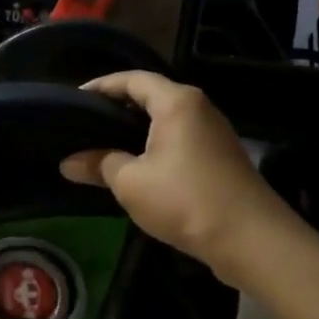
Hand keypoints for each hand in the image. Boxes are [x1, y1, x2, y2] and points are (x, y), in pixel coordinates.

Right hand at [60, 70, 291, 282]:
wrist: (250, 239)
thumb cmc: (185, 199)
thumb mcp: (130, 183)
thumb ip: (98, 165)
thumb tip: (68, 162)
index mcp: (177, 102)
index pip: (133, 79)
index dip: (101, 86)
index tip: (74, 99)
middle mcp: (198, 108)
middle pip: (151, 96)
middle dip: (117, 108)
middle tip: (84, 124)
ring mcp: (213, 133)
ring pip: (166, 121)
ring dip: (135, 130)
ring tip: (103, 146)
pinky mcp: (220, 158)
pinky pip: (179, 140)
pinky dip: (154, 146)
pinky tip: (136, 167)